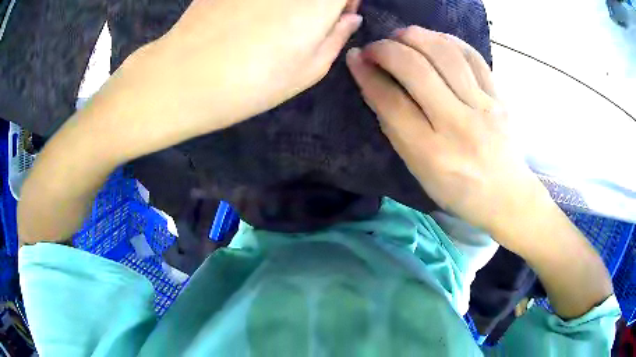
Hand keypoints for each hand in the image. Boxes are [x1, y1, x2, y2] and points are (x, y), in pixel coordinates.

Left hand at [96, 0, 361, 160]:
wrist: (184, 77)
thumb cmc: (253, 81)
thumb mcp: (309, 70)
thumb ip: (337, 37)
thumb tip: (350, 18)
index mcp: (318, 1)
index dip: (345, 0)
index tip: (338, 14)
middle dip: (321, 2)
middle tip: (308, 20)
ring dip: (291, 2)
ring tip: (275, 21)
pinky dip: (263, 2)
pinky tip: (248, 17)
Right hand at [345, 26, 548, 234]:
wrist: (508, 196)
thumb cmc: (459, 192)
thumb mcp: (420, 172)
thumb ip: (397, 130)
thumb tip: (375, 87)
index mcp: (432, 153)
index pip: (391, 102)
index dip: (367, 74)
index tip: (355, 58)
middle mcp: (458, 126)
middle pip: (416, 69)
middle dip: (386, 49)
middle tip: (375, 47)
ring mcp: (484, 107)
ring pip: (445, 54)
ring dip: (415, 36)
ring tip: (400, 36)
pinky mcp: (500, 97)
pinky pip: (473, 56)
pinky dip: (448, 40)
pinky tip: (434, 39)